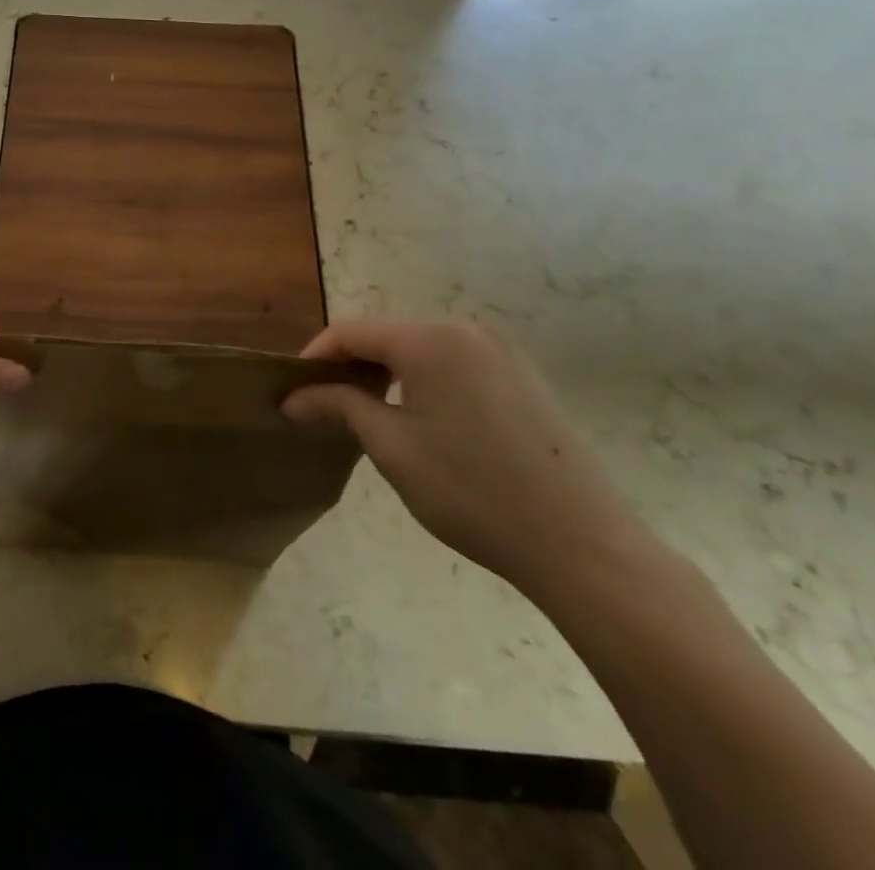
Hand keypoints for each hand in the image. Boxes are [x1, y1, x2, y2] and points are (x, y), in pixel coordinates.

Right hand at [284, 318, 650, 599]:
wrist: (583, 544)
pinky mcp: (522, 376)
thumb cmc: (472, 491)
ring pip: (421, 349)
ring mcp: (500, 351)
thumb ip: (339, 407)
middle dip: (351, 365)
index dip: (315, 357)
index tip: (294, 391)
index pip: (351, 331)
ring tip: (368, 413)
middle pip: (387, 335)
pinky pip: (455, 363)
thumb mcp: (392, 447)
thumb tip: (292, 397)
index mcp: (429, 340)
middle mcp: (465, 330)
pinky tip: (424, 420)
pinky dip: (425, 380)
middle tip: (326, 405)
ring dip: (388, 373)